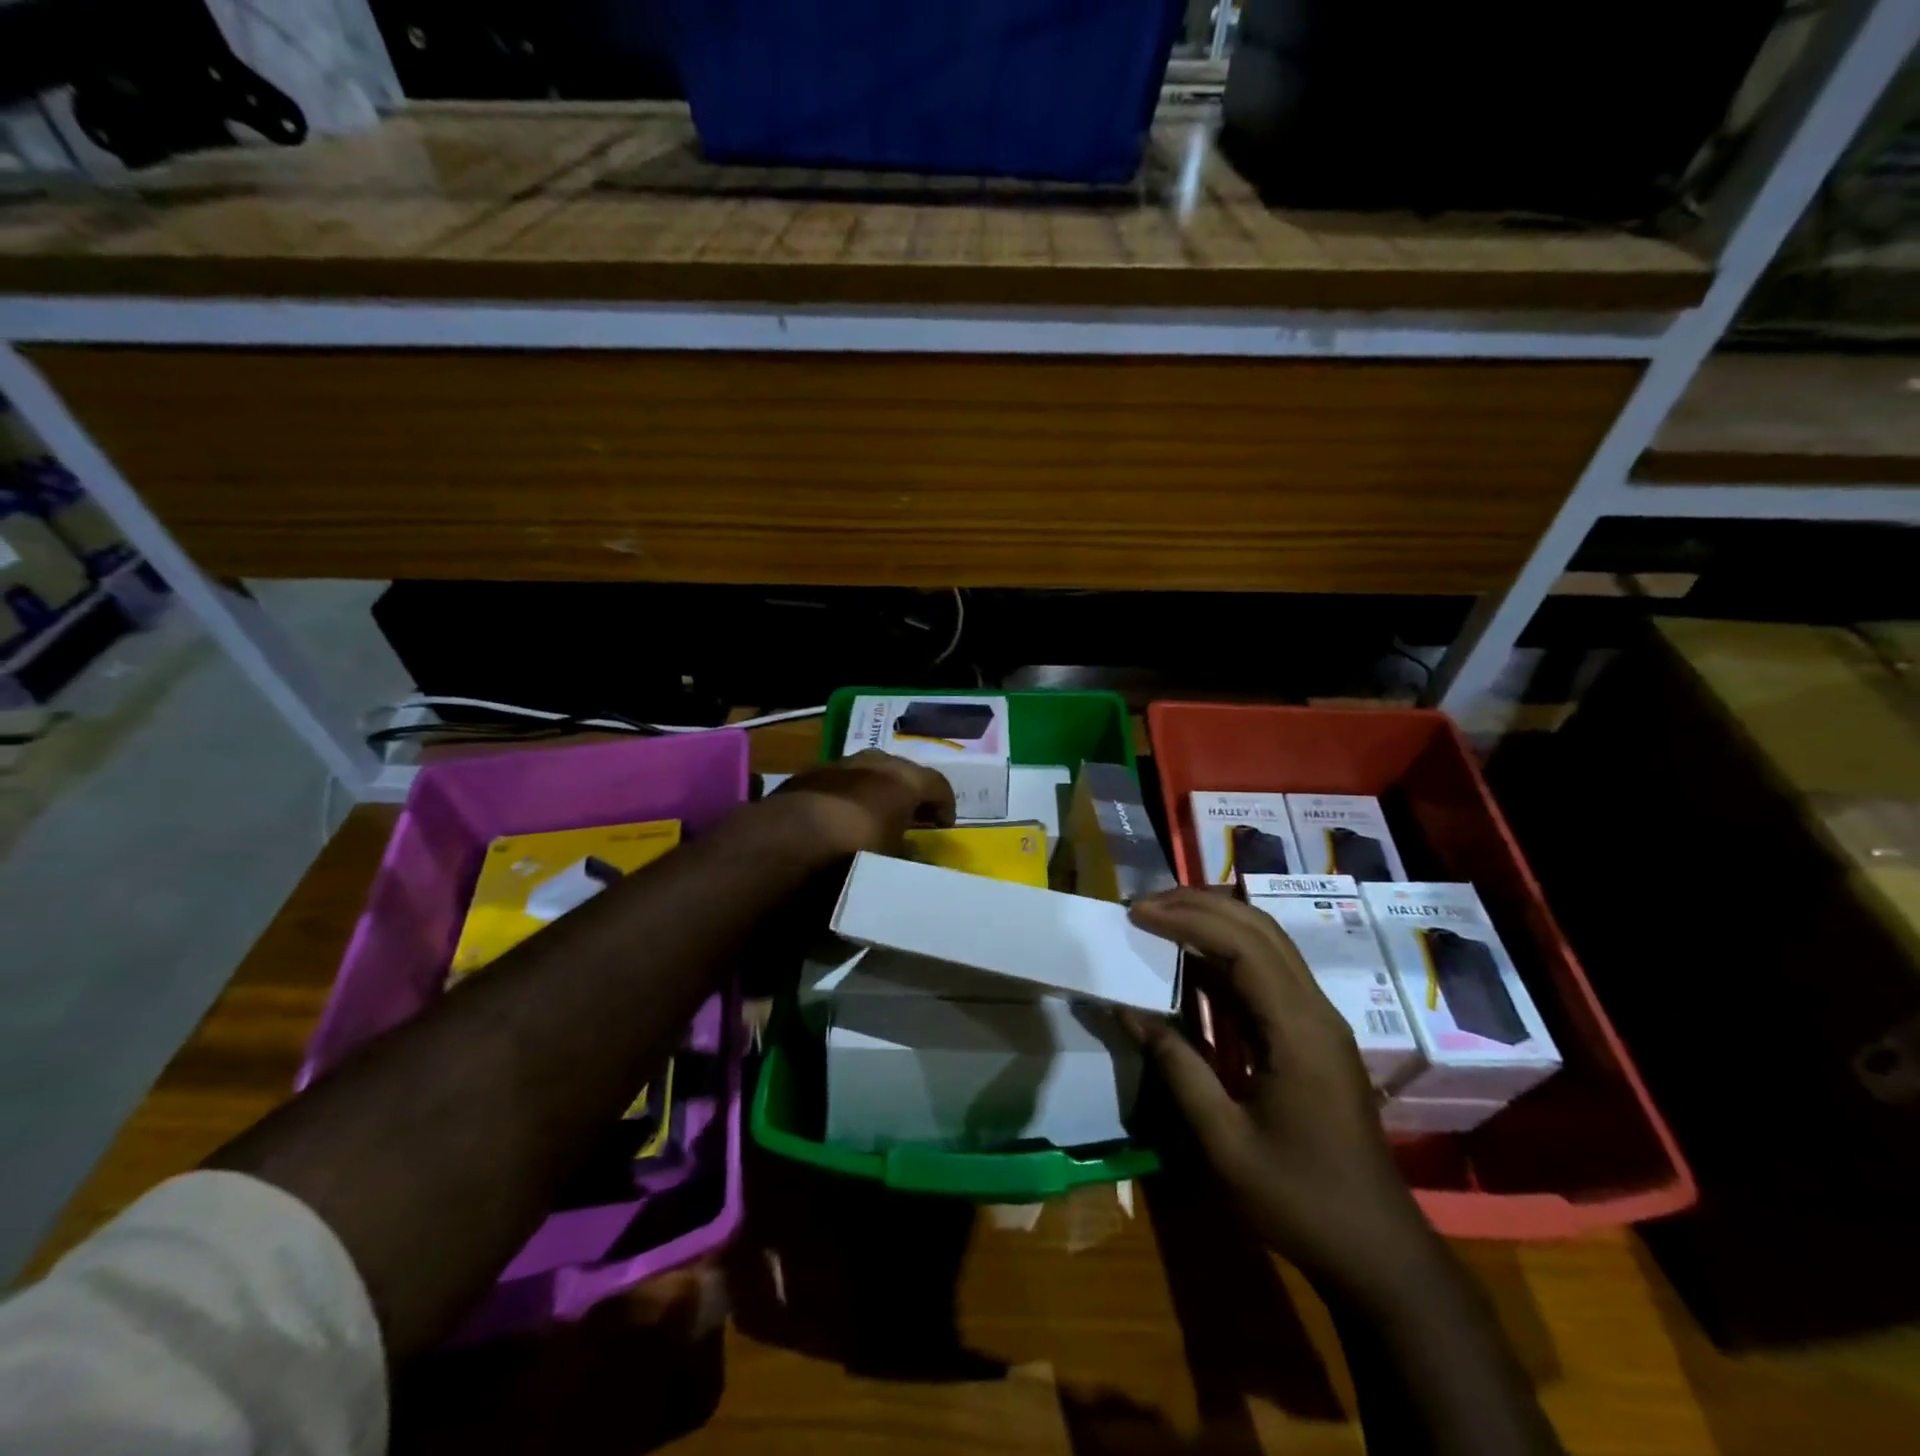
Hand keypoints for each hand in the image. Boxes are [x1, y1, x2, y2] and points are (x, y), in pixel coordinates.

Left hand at [773, 749, 956, 857]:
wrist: (788, 841)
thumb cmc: (855, 852)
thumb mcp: (892, 863)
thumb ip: (908, 856)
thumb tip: (915, 856)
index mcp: (903, 780)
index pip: (937, 784)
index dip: (944, 804)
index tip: (943, 826)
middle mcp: (873, 763)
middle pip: (900, 770)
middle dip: (908, 791)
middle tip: (911, 815)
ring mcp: (837, 765)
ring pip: (865, 771)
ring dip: (873, 789)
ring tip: (872, 814)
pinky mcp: (806, 775)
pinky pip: (835, 782)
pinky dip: (843, 795)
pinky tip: (837, 817)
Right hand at [1125, 889, 1431, 1301]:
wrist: (1377, 1252)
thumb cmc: (1300, 1200)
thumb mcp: (1224, 1141)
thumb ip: (1176, 1066)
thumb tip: (1128, 1009)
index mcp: (1298, 1029)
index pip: (1241, 945)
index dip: (1186, 919)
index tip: (1137, 914)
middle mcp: (1314, 1010)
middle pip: (1259, 929)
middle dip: (1199, 906)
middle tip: (1143, 907)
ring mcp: (1318, 1021)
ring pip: (1267, 944)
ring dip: (1214, 923)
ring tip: (1160, 921)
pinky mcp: (1313, 1036)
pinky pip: (1268, 975)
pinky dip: (1225, 955)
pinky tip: (1190, 964)